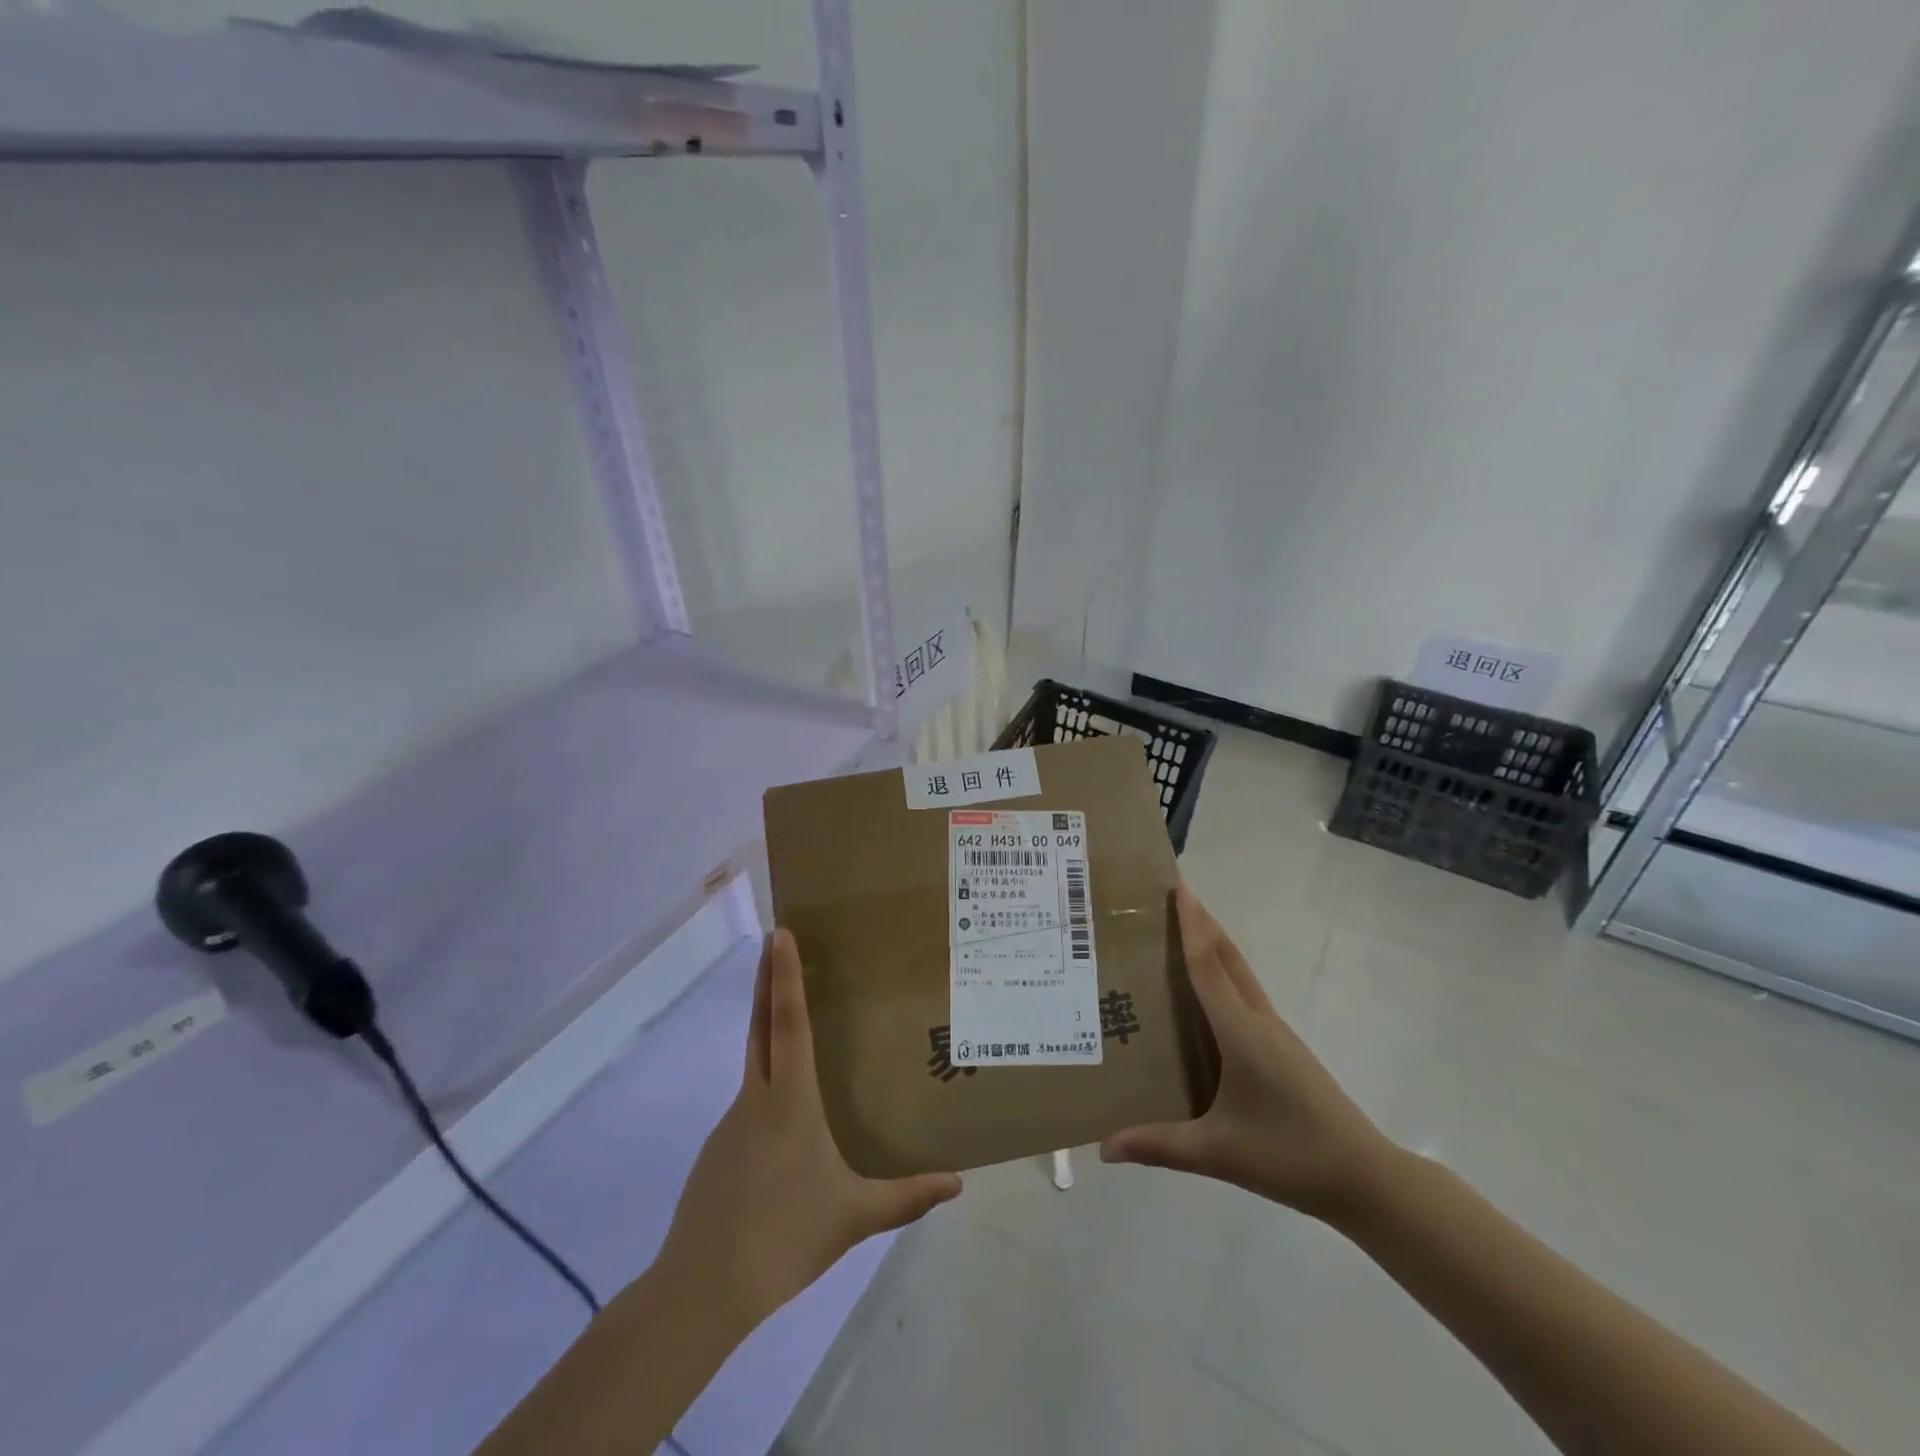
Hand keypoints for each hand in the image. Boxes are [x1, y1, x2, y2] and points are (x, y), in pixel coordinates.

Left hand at [654, 929, 961, 1330]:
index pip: (787, 1023)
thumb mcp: (854, 1217)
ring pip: (754, 1061)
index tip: (780, 935)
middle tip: (773, 940)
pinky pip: (750, 1098)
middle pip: (760, 1025)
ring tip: (797, 1020)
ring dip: (768, 1027)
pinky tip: (786, 1111)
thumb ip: (906, 1197)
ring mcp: (732, 1123)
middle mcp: (756, 1099)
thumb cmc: (784, 1237)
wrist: (702, 1289)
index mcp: (789, 1101)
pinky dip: (766, 1078)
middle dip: (767, 979)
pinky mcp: (721, 1149)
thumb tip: (957, 1183)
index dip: (783, 976)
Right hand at [1100, 886, 1395, 1221]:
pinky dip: (1225, 972)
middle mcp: (1259, 1020)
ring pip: (1240, 973)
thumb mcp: (1217, 1152)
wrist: (1365, 1178)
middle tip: (1172, 892)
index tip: (1177, 885)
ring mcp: (1276, 1033)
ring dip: (1214, 944)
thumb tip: (1104, 1148)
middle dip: (1202, 921)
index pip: (1207, 965)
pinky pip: (1246, 993)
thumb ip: (1158, 1146)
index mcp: (1240, 1032)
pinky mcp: (1284, 1048)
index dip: (1190, 924)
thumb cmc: (1290, 1156)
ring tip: (1184, 929)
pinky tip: (1210, 991)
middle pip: (1227, 956)